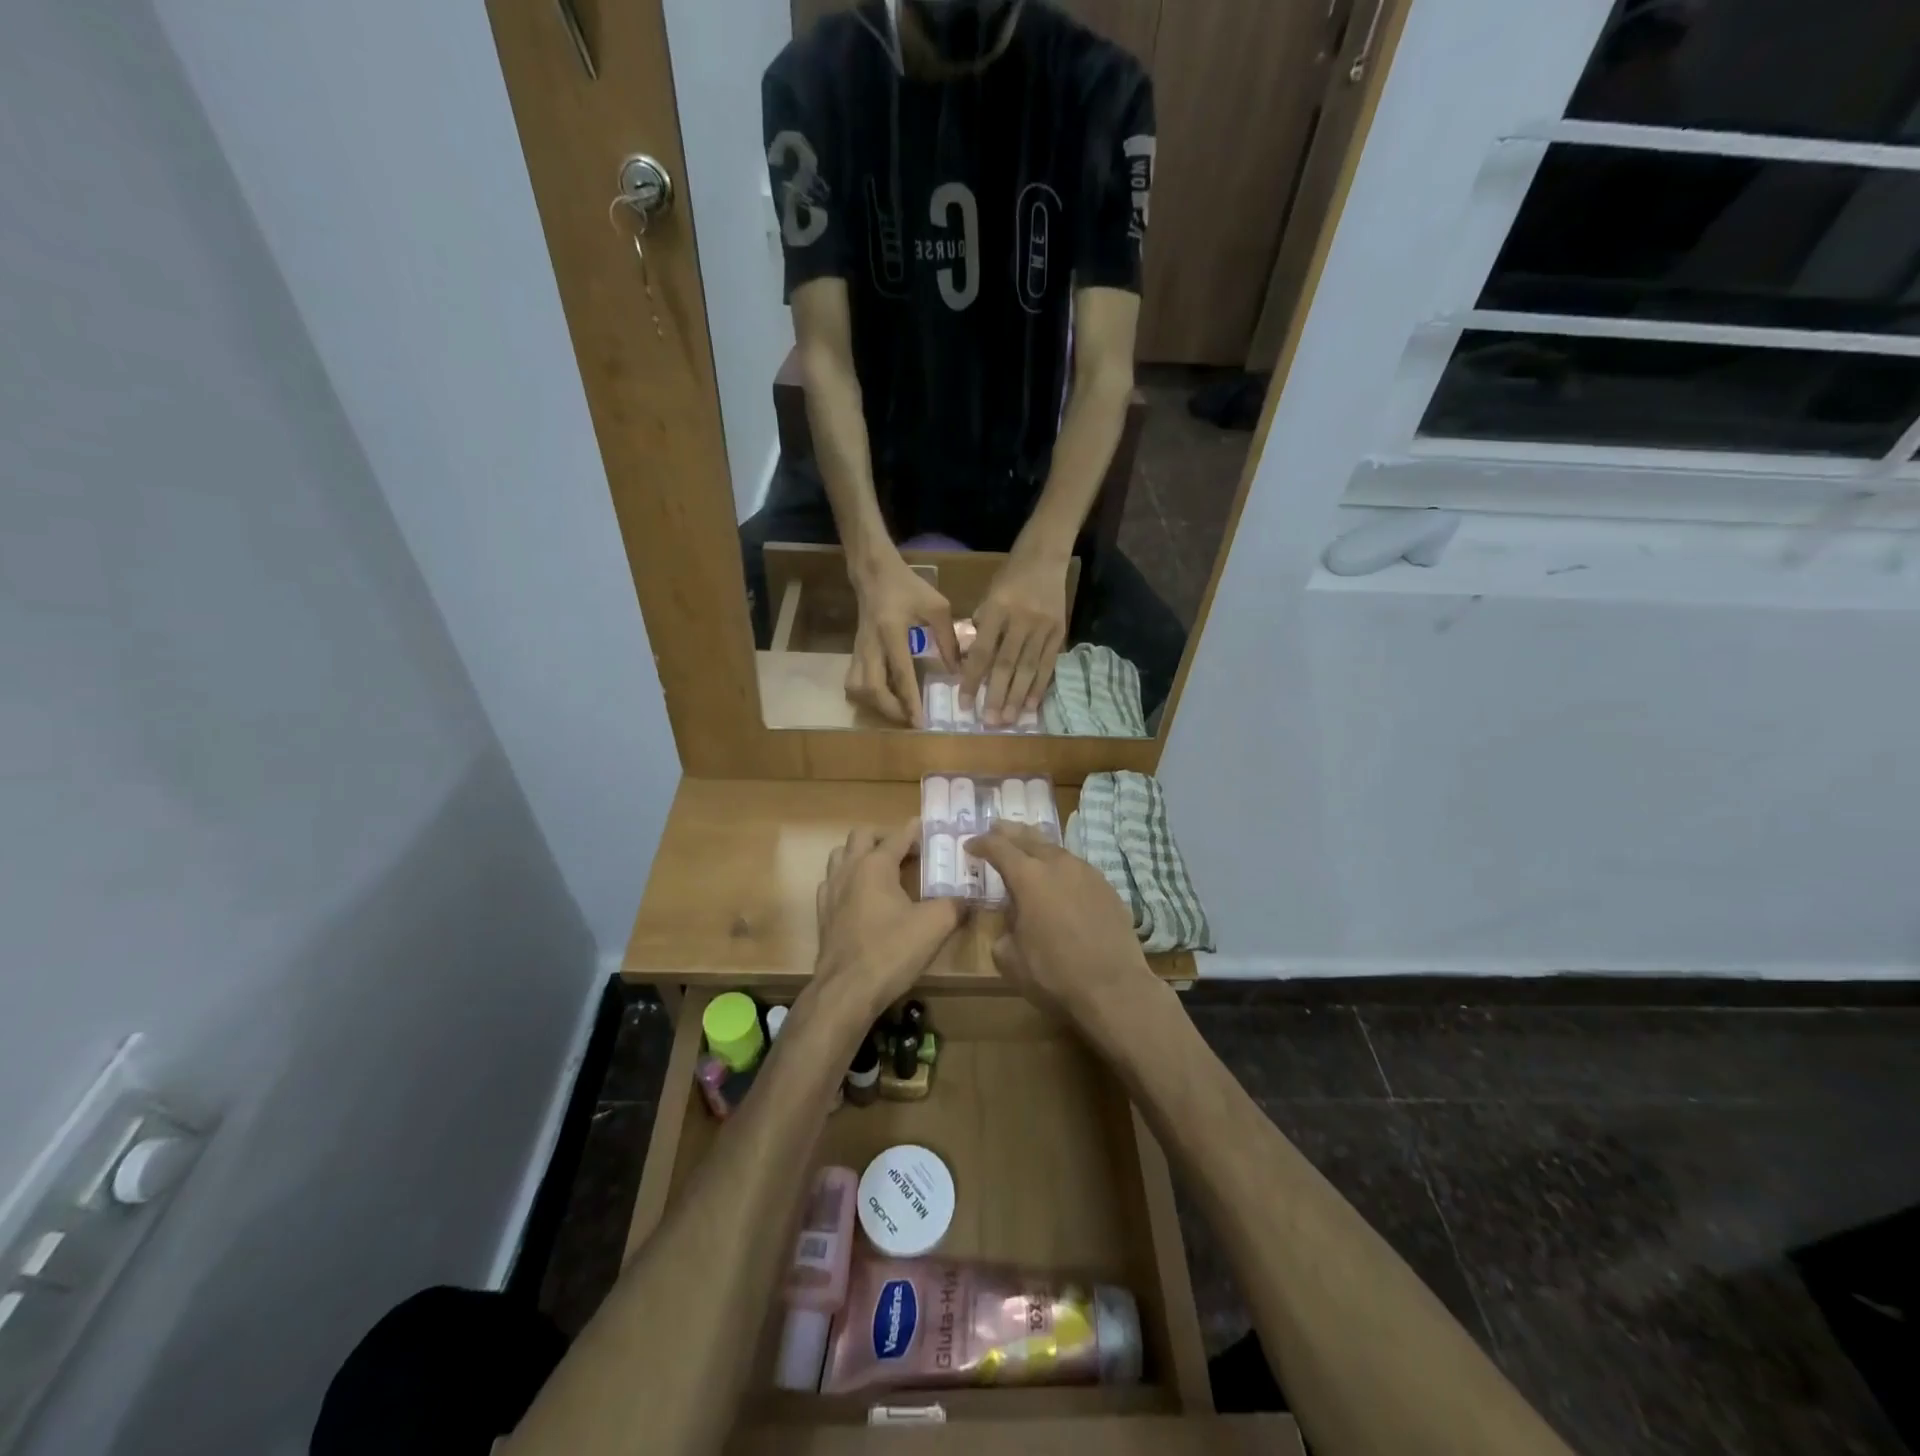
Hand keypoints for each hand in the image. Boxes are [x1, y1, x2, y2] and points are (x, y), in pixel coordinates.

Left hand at [815, 820, 964, 1012]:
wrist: (847, 990)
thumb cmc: (892, 951)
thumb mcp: (935, 926)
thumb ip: (955, 905)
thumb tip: (968, 899)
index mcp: (876, 865)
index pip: (898, 836)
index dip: (915, 831)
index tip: (927, 827)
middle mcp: (850, 869)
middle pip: (861, 836)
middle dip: (884, 837)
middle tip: (905, 850)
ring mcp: (831, 891)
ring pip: (841, 855)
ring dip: (861, 854)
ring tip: (882, 869)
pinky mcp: (822, 913)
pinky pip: (832, 882)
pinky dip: (847, 880)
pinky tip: (861, 896)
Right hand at [848, 551, 958, 726]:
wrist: (875, 573)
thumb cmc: (909, 588)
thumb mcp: (937, 607)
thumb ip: (948, 639)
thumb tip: (956, 672)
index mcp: (892, 631)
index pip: (900, 674)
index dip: (909, 701)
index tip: (919, 722)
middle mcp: (871, 644)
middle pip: (871, 688)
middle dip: (890, 710)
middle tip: (909, 720)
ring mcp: (859, 650)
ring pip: (856, 688)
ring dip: (875, 705)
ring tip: (897, 711)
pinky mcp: (855, 652)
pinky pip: (854, 682)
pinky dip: (867, 696)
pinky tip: (884, 698)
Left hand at [963, 549, 1067, 726]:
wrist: (1046, 555)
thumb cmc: (1010, 576)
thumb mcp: (988, 595)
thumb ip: (982, 627)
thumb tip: (974, 662)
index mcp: (998, 608)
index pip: (983, 651)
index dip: (973, 679)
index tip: (965, 703)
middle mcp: (1022, 619)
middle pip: (1007, 664)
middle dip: (997, 696)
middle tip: (989, 722)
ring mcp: (1043, 627)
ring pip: (1028, 668)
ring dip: (1018, 697)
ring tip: (1009, 720)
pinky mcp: (1059, 632)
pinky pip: (1048, 664)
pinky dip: (1039, 686)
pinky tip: (1031, 706)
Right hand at [966, 822, 1156, 1027]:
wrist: (1114, 987)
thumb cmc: (1054, 974)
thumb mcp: (1011, 958)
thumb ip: (1004, 930)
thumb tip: (1012, 922)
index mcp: (1028, 877)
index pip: (998, 847)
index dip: (981, 844)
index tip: (970, 846)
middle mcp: (1058, 864)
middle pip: (1029, 836)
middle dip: (1009, 832)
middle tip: (996, 828)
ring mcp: (1086, 872)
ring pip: (1056, 849)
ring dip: (1037, 846)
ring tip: (1028, 849)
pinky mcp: (1107, 887)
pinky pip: (1077, 867)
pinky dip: (1061, 866)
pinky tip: (1060, 878)